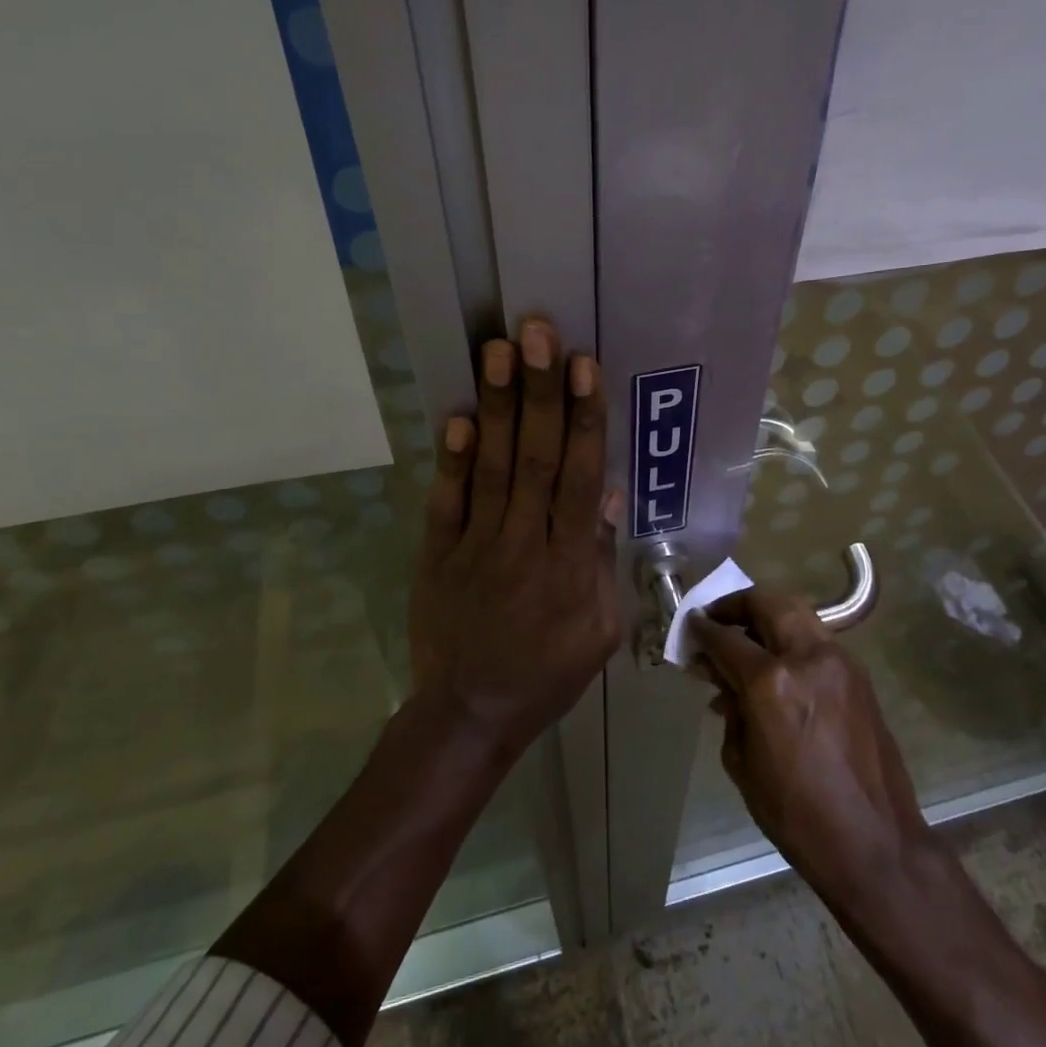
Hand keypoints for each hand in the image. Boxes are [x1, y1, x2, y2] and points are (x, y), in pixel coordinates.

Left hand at [409, 318, 622, 761]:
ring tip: (498, 350)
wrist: (471, 713)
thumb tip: (607, 493)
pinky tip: (459, 416)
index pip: (580, 479)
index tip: (584, 367)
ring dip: (498, 406)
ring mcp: (476, 547)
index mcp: (571, 565)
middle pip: (536, 459)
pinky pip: (446, 502)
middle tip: (537, 333)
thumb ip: (604, 560)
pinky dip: (453, 459)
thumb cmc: (549, 671)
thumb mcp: (601, 629)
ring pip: (493, 468)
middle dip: (539, 392)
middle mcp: (525, 544)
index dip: (584, 419)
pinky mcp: (438, 555)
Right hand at [690, 589, 935, 907]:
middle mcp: (808, 657)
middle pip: (768, 604)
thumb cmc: (796, 813)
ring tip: (748, 638)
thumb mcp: (744, 763)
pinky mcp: (859, 676)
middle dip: (738, 605)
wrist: (874, 841)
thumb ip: (732, 711)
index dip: (703, 631)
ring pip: (798, 614)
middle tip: (719, 619)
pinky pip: (817, 641)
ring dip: (768, 617)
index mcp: (772, 682)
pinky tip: (780, 668)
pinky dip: (792, 640)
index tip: (690, 625)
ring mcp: (839, 662)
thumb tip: (724, 686)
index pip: (727, 640)